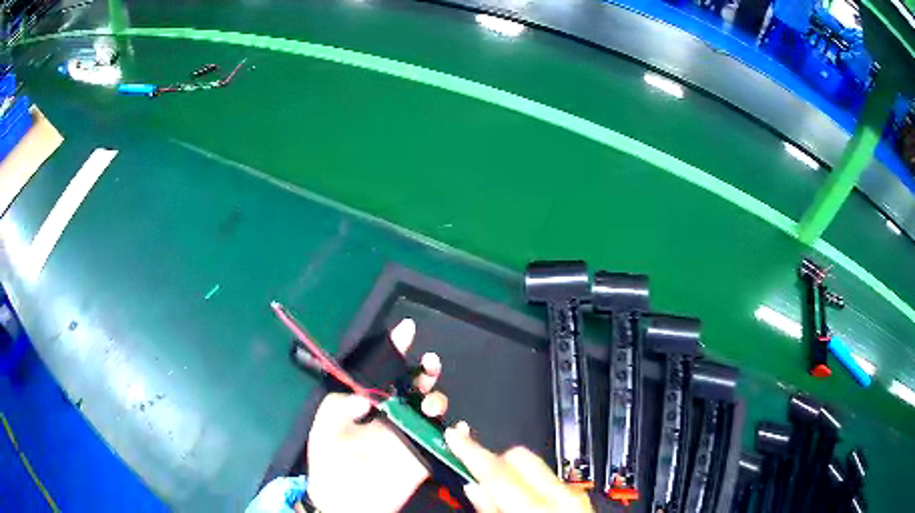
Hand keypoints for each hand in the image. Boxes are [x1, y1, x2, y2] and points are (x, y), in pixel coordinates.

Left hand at [307, 319, 447, 512]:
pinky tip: (456, 427)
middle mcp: (391, 416)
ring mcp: (409, 436)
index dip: (396, 351)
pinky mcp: (422, 457)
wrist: (341, 501)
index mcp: (368, 406)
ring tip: (429, 405)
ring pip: (432, 410)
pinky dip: (458, 432)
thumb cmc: (329, 462)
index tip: (407, 330)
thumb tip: (365, 396)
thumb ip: (340, 405)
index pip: (385, 373)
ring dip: (438, 399)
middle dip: (425, 372)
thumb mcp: (325, 427)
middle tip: (428, 368)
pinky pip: (445, 441)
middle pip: (415, 387)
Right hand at [445, 422, 593, 512]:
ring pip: (533, 465)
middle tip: (475, 477)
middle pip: (518, 456)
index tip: (453, 437)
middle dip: (493, 462)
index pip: (498, 470)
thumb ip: (490, 510)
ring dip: (510, 474)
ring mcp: (573, 496)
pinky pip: (546, 480)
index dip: (470, 450)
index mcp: (539, 508)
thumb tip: (473, 486)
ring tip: (497, 494)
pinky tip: (518, 501)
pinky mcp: (577, 500)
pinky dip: (527, 484)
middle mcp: (562, 495)